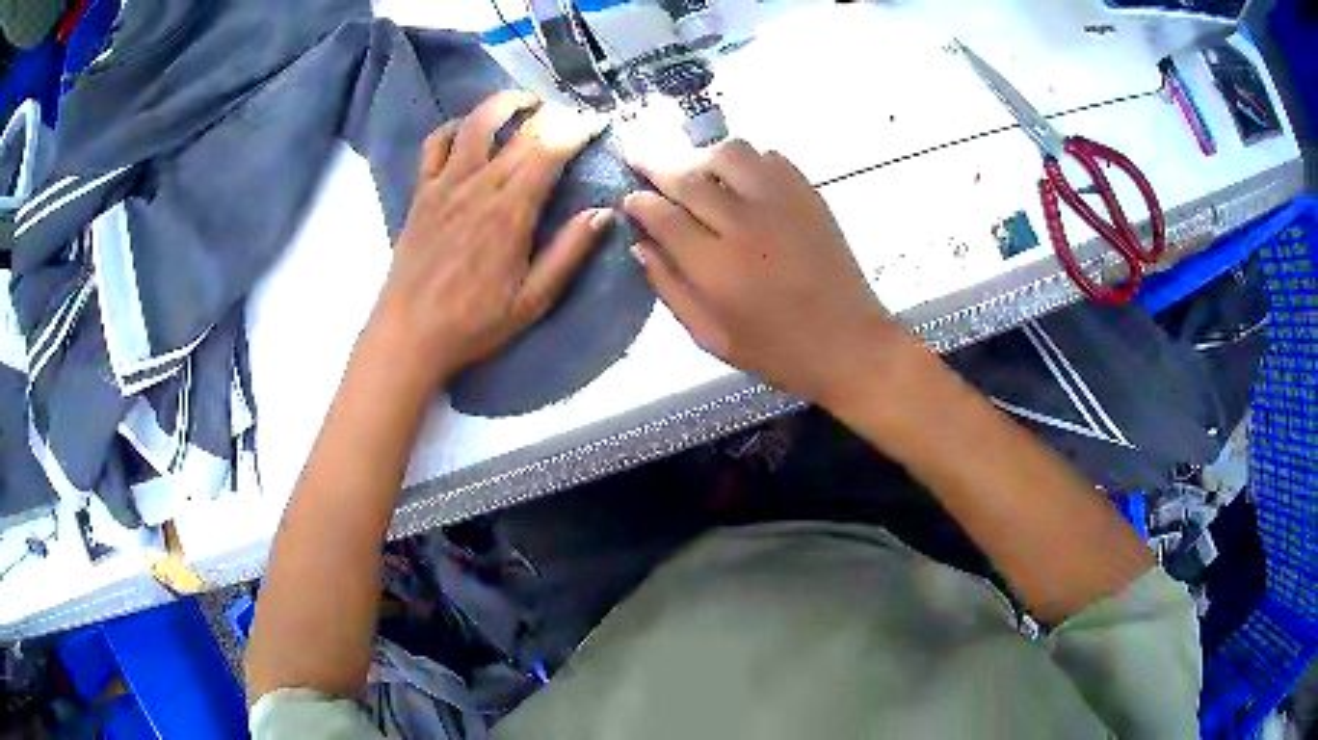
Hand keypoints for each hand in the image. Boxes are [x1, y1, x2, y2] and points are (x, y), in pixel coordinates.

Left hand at [369, 91, 612, 390]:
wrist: (409, 334)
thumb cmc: (474, 322)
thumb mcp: (533, 299)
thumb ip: (570, 252)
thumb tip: (605, 212)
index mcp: (511, 211)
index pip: (550, 149)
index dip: (578, 128)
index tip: (598, 122)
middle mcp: (479, 185)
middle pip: (521, 129)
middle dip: (553, 113)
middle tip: (572, 115)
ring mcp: (445, 184)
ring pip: (476, 122)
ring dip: (504, 103)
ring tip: (526, 104)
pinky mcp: (422, 191)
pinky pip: (436, 143)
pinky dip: (455, 127)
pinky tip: (470, 132)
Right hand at [624, 140, 907, 403]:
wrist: (849, 344)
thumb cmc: (777, 351)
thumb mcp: (711, 337)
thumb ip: (669, 288)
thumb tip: (639, 245)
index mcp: (717, 267)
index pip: (662, 215)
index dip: (638, 202)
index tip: (628, 198)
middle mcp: (746, 224)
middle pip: (689, 176)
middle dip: (655, 166)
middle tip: (640, 162)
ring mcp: (782, 203)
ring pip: (729, 153)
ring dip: (701, 156)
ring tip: (692, 170)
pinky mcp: (809, 195)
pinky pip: (768, 158)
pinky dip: (744, 161)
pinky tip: (737, 179)